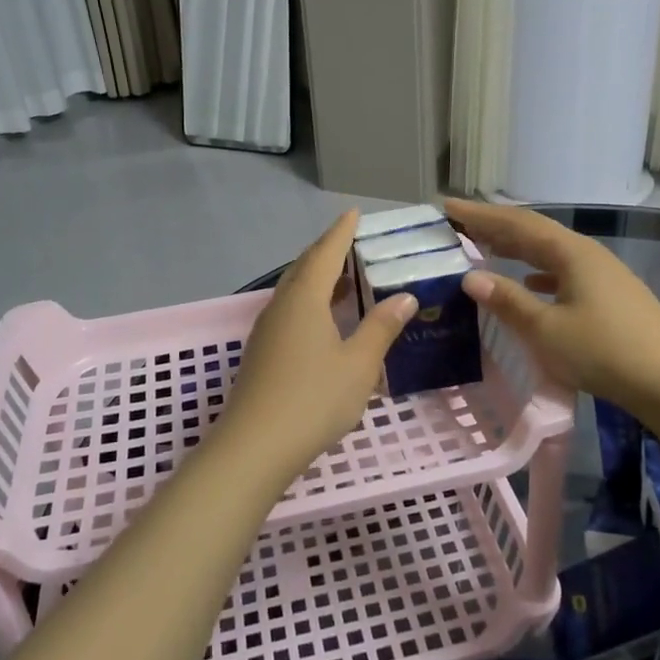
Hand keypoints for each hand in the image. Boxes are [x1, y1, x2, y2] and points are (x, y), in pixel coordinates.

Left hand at [211, 211, 416, 490]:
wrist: (254, 447)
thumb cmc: (313, 399)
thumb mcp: (358, 364)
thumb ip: (381, 327)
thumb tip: (405, 296)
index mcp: (304, 300)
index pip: (325, 253)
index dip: (341, 231)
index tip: (354, 212)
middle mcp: (281, 306)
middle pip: (304, 267)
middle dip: (328, 251)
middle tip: (353, 242)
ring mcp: (267, 330)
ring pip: (294, 291)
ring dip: (318, 278)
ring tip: (345, 277)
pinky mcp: (262, 353)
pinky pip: (289, 311)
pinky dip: (310, 302)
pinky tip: (325, 319)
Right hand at [445, 199, 659, 420]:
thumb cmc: (603, 352)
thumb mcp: (547, 330)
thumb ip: (508, 301)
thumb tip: (470, 277)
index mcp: (571, 253)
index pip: (517, 223)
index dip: (480, 214)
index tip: (447, 206)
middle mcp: (587, 254)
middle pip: (534, 232)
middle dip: (496, 226)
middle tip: (460, 223)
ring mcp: (603, 274)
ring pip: (550, 252)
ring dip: (517, 248)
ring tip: (487, 247)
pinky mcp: (611, 296)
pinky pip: (564, 272)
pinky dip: (539, 272)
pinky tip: (530, 283)